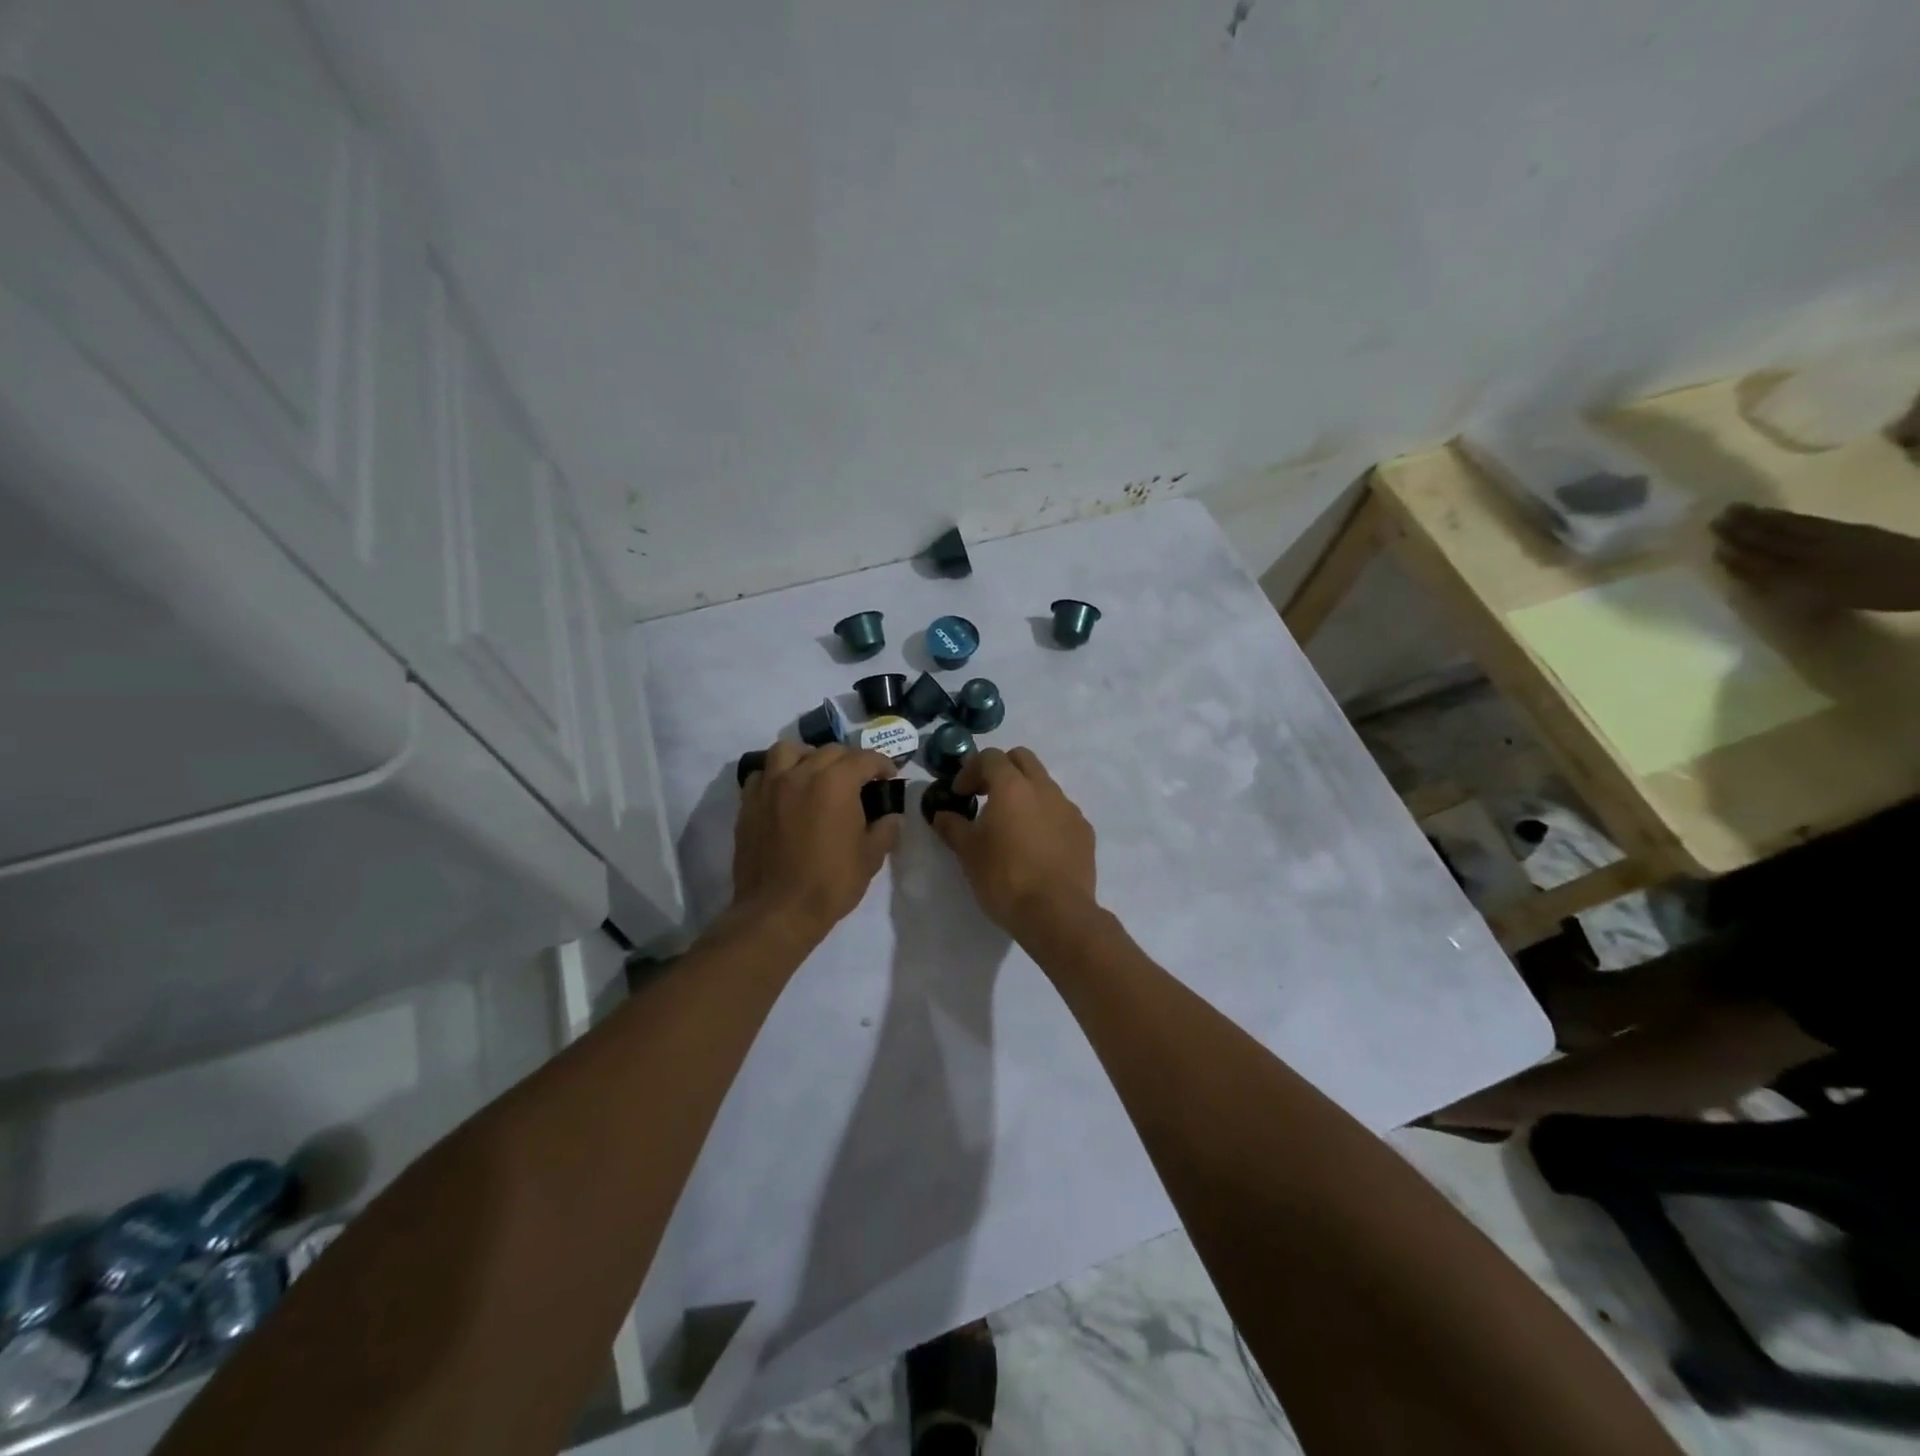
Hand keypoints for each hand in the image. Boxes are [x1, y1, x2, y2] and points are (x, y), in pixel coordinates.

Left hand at [732, 742, 897, 940]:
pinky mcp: (749, 803)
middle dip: (849, 761)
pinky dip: (776, 775)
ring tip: (815, 774)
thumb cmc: (830, 883)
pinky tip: (785, 792)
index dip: (882, 765)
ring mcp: (770, 786)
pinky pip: (762, 774)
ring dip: (807, 756)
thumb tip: (892, 817)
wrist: (778, 911)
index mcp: (836, 783)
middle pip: (829, 751)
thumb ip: (885, 830)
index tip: (889, 777)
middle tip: (858, 781)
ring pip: (788, 750)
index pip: (865, 758)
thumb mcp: (870, 858)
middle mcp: (801, 773)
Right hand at [929, 746, 1095, 934]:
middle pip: (1022, 759)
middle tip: (986, 796)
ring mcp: (1069, 808)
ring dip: (1025, 794)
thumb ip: (953, 826)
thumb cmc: (1004, 878)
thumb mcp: (968, 852)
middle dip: (1001, 770)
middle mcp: (1044, 788)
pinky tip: (1036, 846)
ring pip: (1044, 785)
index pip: (990, 757)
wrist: (1056, 913)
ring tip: (1012, 826)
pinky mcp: (1084, 831)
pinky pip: (1061, 812)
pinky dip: (1045, 817)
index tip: (960, 795)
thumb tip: (942, 814)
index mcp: (1012, 786)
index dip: (970, 770)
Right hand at [1711, 504, 1919, 610]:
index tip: (1712, 546)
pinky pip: (1809, 522)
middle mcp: (1811, 552)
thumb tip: (1750, 575)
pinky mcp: (1848, 529)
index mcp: (1803, 572)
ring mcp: (1831, 538)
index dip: (1735, 555)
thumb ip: (1789, 586)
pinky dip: (1786, 517)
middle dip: (1741, 530)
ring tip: (1738, 509)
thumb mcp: (1829, 599)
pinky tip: (1774, 513)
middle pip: (1769, 540)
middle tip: (1716, 519)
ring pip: (1786, 528)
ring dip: (1759, 519)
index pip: (1760, 561)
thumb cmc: (1877, 594)